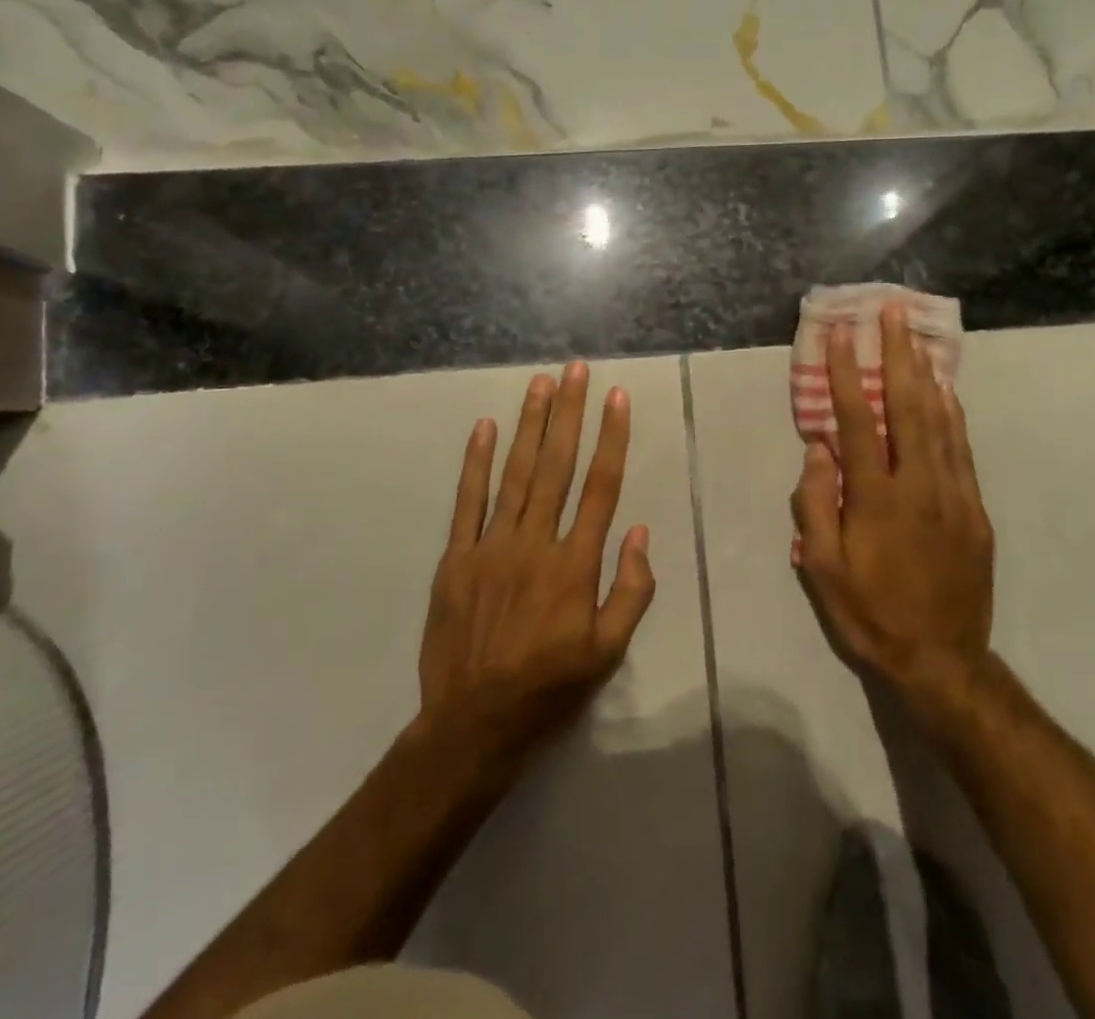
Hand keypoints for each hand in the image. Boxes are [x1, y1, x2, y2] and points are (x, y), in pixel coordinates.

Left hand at [415, 362, 656, 776]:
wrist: (474, 724)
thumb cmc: (550, 687)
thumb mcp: (609, 653)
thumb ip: (631, 591)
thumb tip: (638, 532)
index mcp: (575, 565)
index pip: (599, 487)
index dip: (611, 438)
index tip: (616, 399)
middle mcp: (535, 543)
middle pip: (557, 466)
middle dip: (569, 413)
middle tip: (576, 370)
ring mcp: (491, 546)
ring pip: (515, 473)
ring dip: (530, 425)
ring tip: (540, 383)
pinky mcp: (457, 558)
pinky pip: (467, 501)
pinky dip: (476, 462)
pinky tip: (484, 427)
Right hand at [792, 303, 995, 734]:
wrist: (942, 660)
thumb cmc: (870, 613)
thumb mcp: (823, 570)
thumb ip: (815, 504)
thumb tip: (819, 447)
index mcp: (876, 499)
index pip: (858, 422)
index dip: (848, 375)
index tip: (843, 335)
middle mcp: (919, 486)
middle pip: (908, 407)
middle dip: (897, 355)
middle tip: (892, 313)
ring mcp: (954, 495)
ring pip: (940, 421)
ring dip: (925, 373)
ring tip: (917, 337)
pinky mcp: (975, 510)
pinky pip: (962, 450)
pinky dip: (952, 414)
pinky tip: (945, 391)